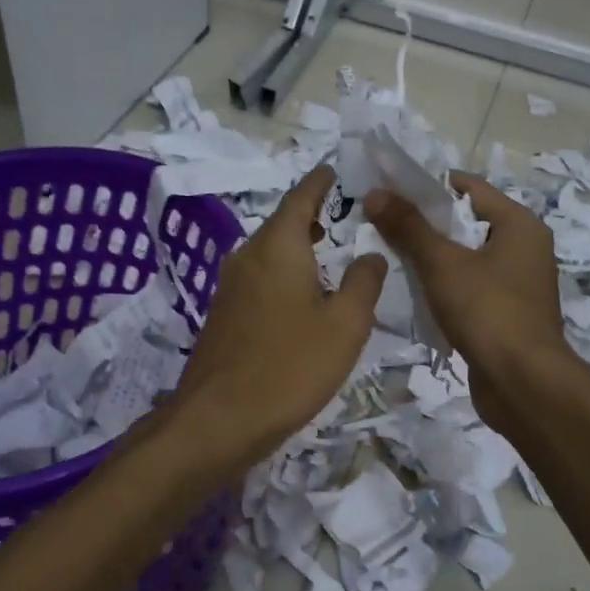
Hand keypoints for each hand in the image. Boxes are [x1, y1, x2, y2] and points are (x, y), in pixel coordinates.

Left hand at [173, 165, 386, 471]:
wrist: (219, 420)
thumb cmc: (290, 366)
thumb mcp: (345, 325)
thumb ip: (364, 283)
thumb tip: (370, 254)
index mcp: (278, 245)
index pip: (302, 195)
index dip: (323, 181)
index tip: (340, 170)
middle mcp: (247, 256)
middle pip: (284, 224)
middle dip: (316, 217)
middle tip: (350, 217)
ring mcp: (230, 287)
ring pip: (271, 254)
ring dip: (301, 250)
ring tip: (333, 255)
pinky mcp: (223, 316)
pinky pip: (261, 281)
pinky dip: (286, 277)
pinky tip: (305, 300)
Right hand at [363, 172, 576, 432]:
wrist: (523, 384)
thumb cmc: (488, 311)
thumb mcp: (443, 264)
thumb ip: (408, 227)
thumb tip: (374, 193)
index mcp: (519, 224)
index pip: (468, 188)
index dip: (427, 186)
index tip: (387, 191)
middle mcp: (524, 248)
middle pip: (465, 223)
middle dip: (423, 224)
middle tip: (380, 224)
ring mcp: (516, 285)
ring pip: (465, 259)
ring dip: (431, 258)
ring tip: (388, 256)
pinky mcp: (505, 315)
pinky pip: (468, 289)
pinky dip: (443, 287)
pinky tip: (412, 294)